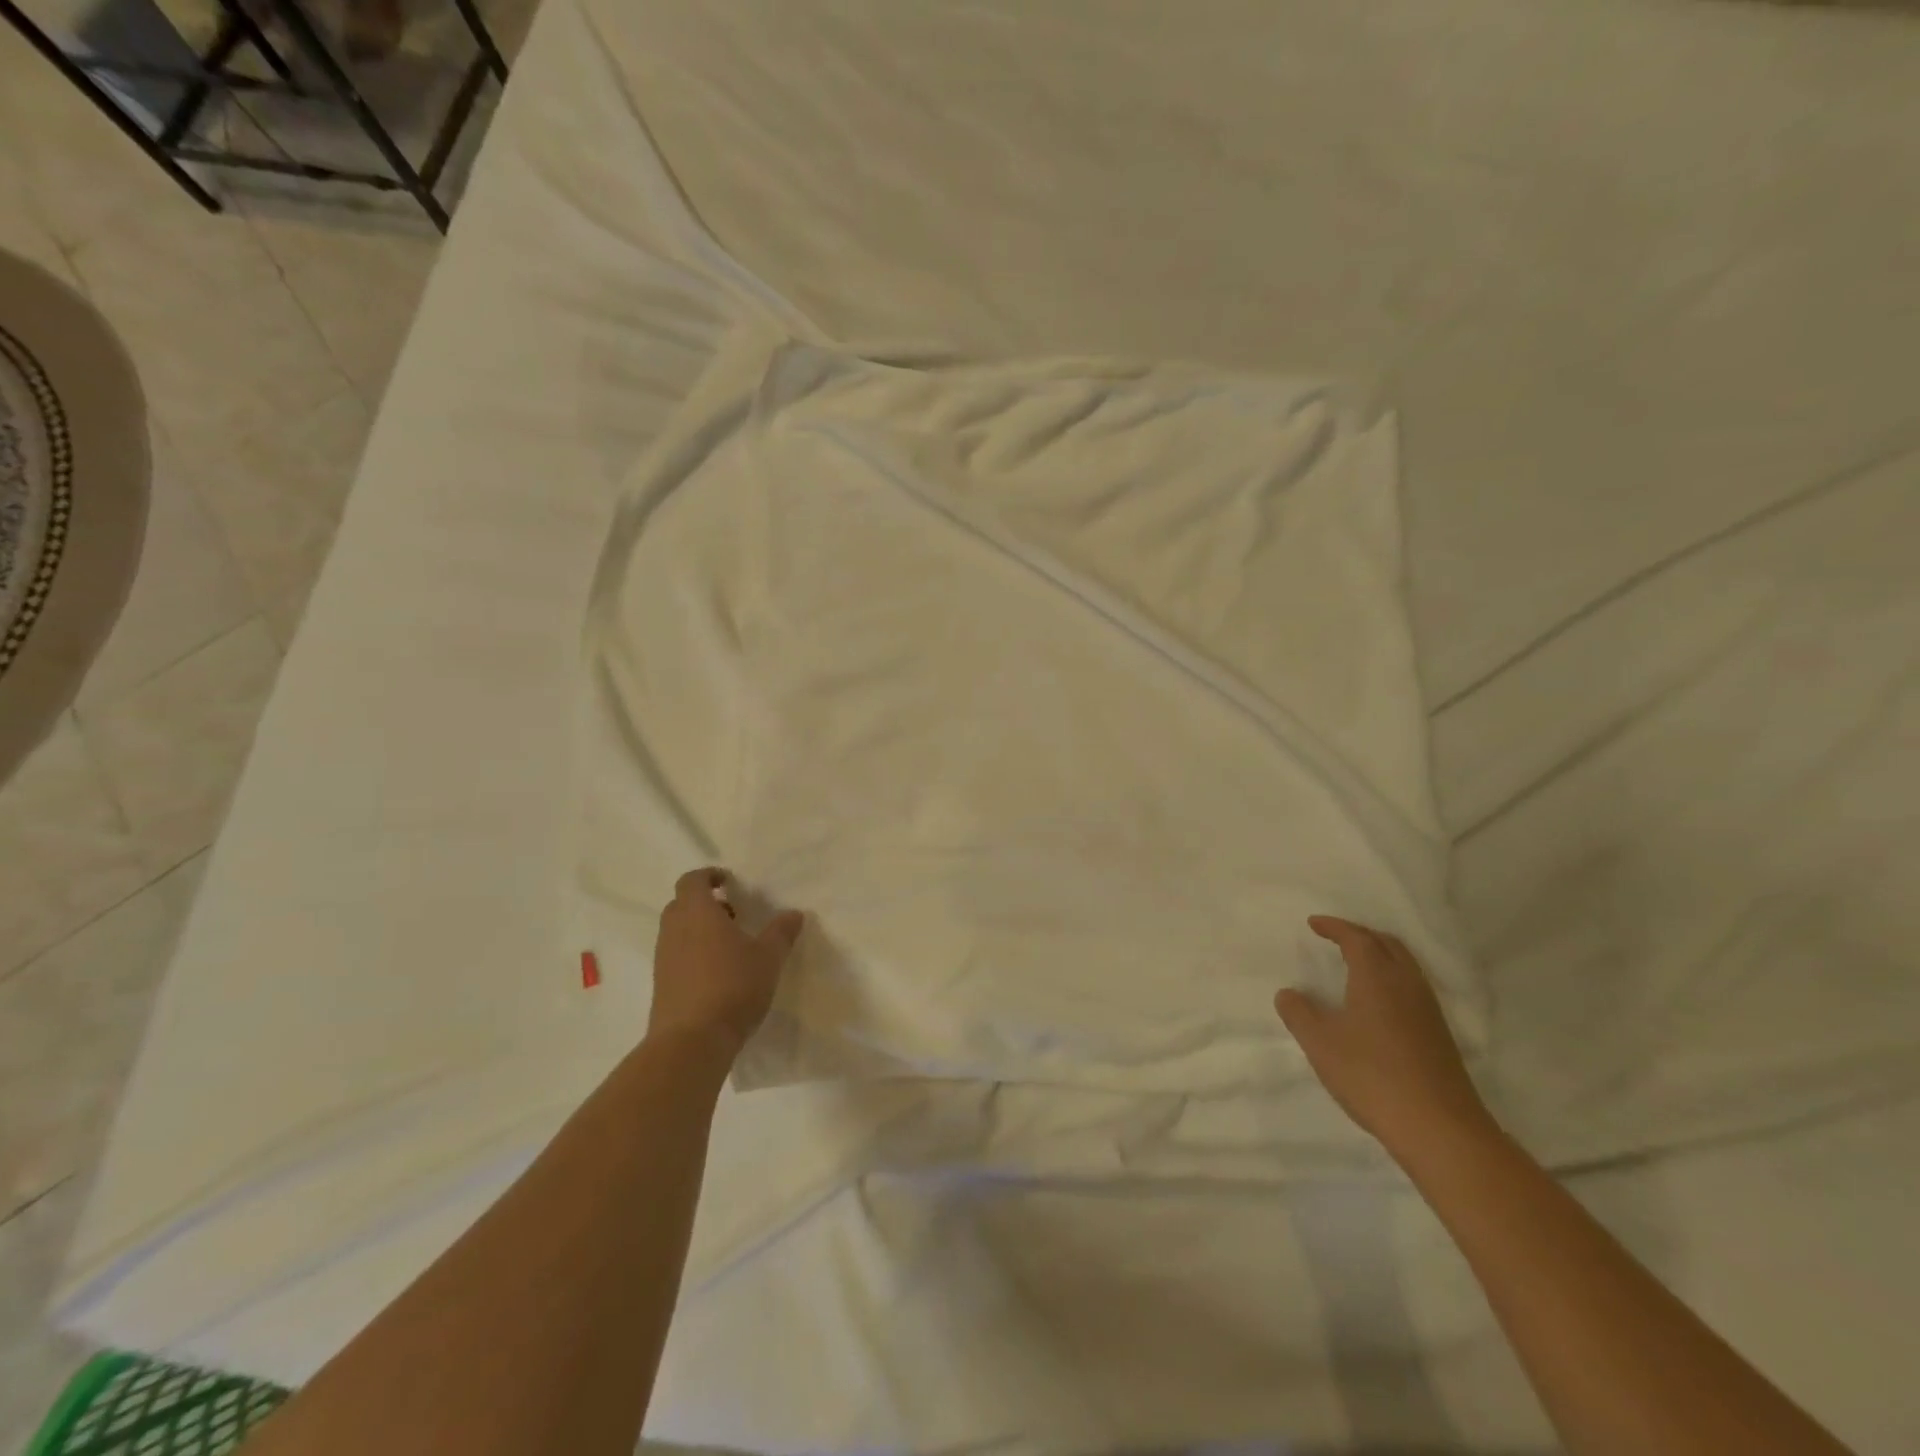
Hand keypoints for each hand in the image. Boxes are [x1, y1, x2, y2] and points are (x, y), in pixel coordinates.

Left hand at [650, 867, 804, 1056]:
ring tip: (730, 947)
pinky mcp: (661, 985)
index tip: (729, 882)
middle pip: (682, 904)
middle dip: (706, 903)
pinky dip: (694, 954)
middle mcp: (674, 930)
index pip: (692, 880)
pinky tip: (718, 974)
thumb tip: (794, 913)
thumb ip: (781, 932)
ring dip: (699, 930)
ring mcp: (663, 959)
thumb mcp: (768, 957)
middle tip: (734, 914)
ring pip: (678, 931)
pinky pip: (676, 956)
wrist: (691, 1041)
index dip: (709, 876)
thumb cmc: (732, 986)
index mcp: (697, 912)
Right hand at [1275, 916, 1491, 1154]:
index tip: (1314, 923)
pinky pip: (1412, 987)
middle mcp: (1406, 984)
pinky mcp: (1439, 1035)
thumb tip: (1288, 993)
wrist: (1439, 1128)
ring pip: (1404, 965)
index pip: (1356, 938)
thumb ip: (1299, 1013)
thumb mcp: (1320, 1043)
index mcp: (1377, 977)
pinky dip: (1391, 978)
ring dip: (1379, 955)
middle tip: (1336, 937)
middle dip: (1360, 934)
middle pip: (1387, 944)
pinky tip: (1378, 1002)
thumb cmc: (1371, 1075)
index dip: (1334, 927)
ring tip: (1355, 964)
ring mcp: (1428, 1010)